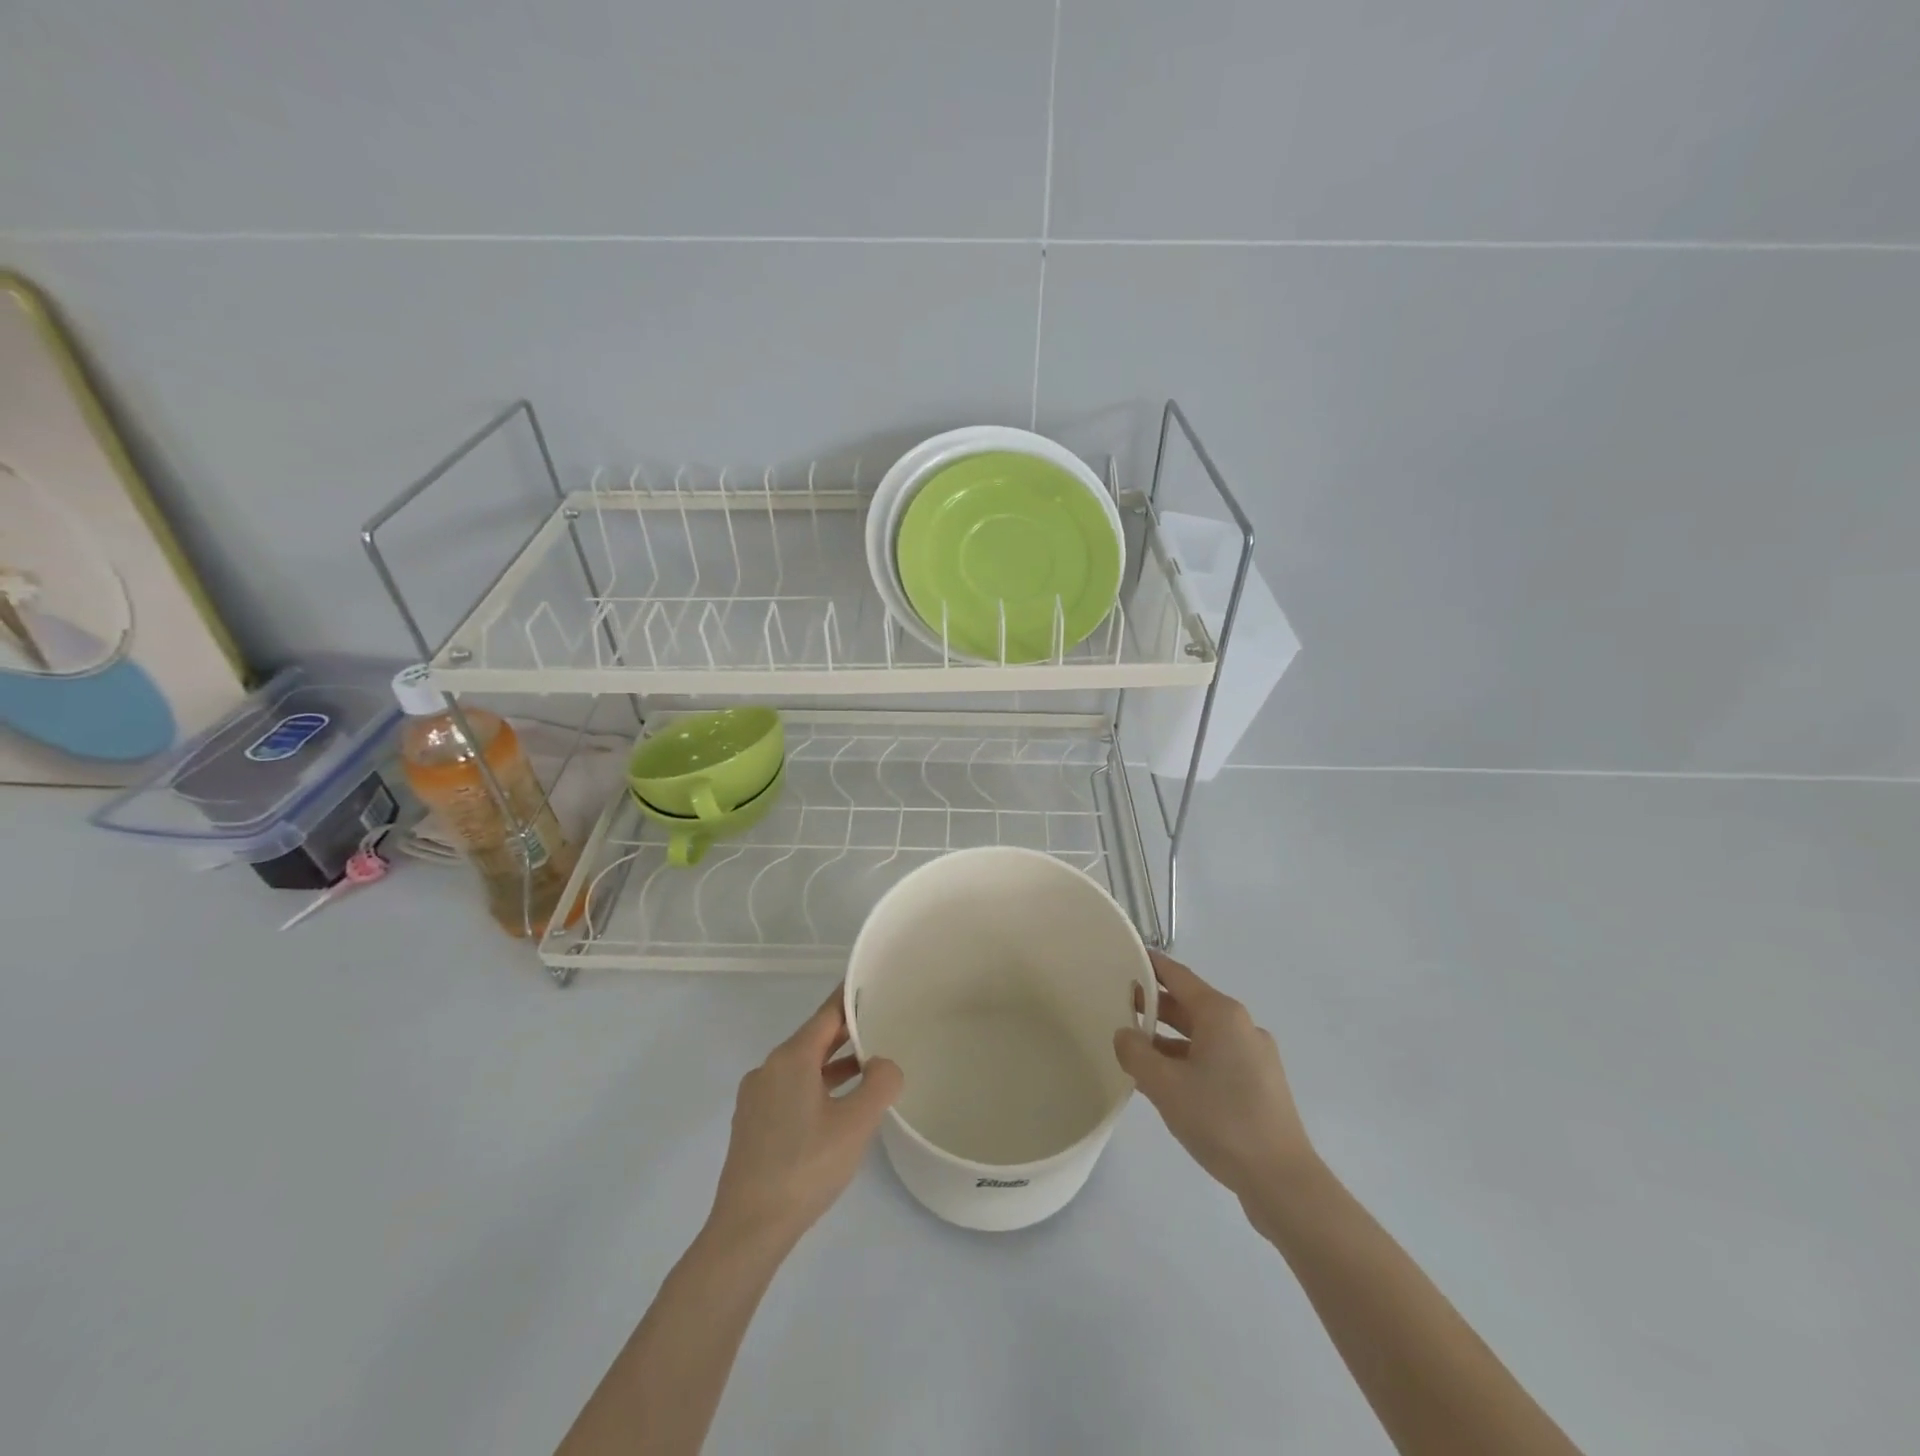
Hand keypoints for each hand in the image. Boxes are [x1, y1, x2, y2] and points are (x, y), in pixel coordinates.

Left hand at [706, 990, 903, 1252]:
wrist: (748, 1229)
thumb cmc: (805, 1167)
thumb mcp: (856, 1124)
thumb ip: (880, 1083)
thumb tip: (885, 1064)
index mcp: (790, 1059)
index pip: (827, 1014)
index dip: (851, 998)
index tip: (873, 983)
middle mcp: (769, 1069)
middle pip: (814, 1038)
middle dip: (847, 1031)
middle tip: (882, 1022)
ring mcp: (756, 1098)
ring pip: (803, 1066)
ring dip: (834, 1063)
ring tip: (869, 1065)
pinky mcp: (753, 1124)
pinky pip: (791, 1089)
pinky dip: (818, 1085)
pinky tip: (838, 1106)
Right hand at [1115, 951, 1316, 1204]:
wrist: (1282, 1180)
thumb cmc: (1220, 1120)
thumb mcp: (1165, 1085)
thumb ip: (1135, 1053)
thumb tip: (1125, 1034)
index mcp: (1221, 1014)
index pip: (1178, 976)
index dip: (1150, 965)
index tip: (1125, 956)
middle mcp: (1241, 1026)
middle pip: (1190, 1005)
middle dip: (1155, 1005)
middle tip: (1119, 1004)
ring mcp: (1254, 1056)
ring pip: (1202, 1035)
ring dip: (1169, 1038)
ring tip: (1135, 1048)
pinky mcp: (1259, 1084)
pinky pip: (1215, 1058)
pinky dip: (1188, 1060)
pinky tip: (1166, 1082)